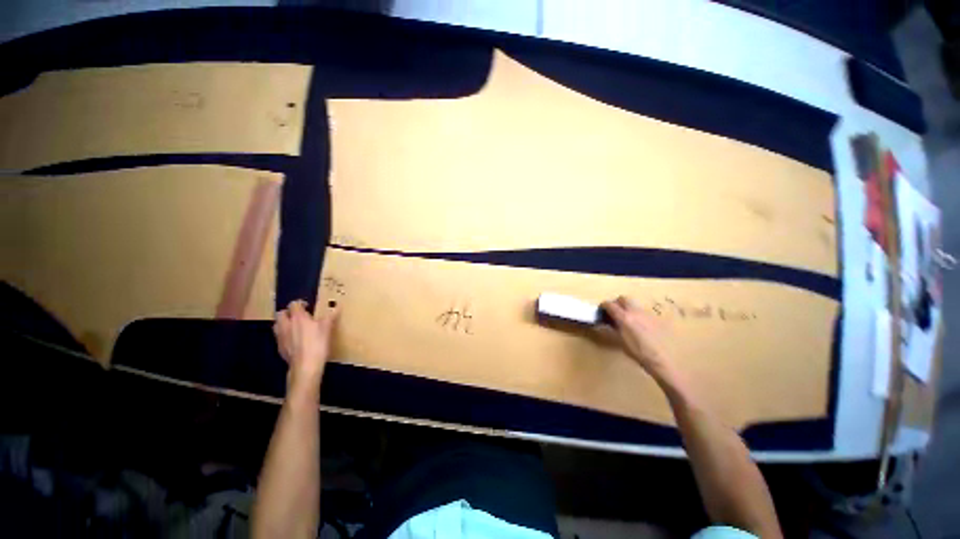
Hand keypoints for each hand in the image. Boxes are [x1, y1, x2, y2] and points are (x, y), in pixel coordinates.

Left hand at [273, 300, 338, 395]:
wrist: (305, 365)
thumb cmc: (317, 343)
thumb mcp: (327, 328)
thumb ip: (331, 316)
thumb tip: (337, 306)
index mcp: (298, 317)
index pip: (294, 304)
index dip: (300, 303)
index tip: (308, 307)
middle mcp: (286, 324)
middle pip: (281, 313)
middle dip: (288, 312)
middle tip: (299, 316)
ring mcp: (280, 337)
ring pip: (277, 325)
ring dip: (284, 323)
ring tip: (294, 327)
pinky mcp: (280, 348)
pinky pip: (279, 337)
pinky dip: (285, 335)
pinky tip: (294, 341)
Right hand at [601, 296, 668, 374]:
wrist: (660, 359)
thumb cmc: (637, 352)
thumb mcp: (620, 340)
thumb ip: (613, 327)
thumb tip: (608, 321)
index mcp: (624, 317)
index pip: (609, 304)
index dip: (603, 306)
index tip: (601, 311)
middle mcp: (635, 311)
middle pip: (623, 299)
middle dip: (616, 303)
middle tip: (613, 312)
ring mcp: (646, 314)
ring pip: (634, 304)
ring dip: (627, 308)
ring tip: (626, 320)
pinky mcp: (655, 318)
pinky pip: (642, 312)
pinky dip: (636, 315)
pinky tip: (638, 326)